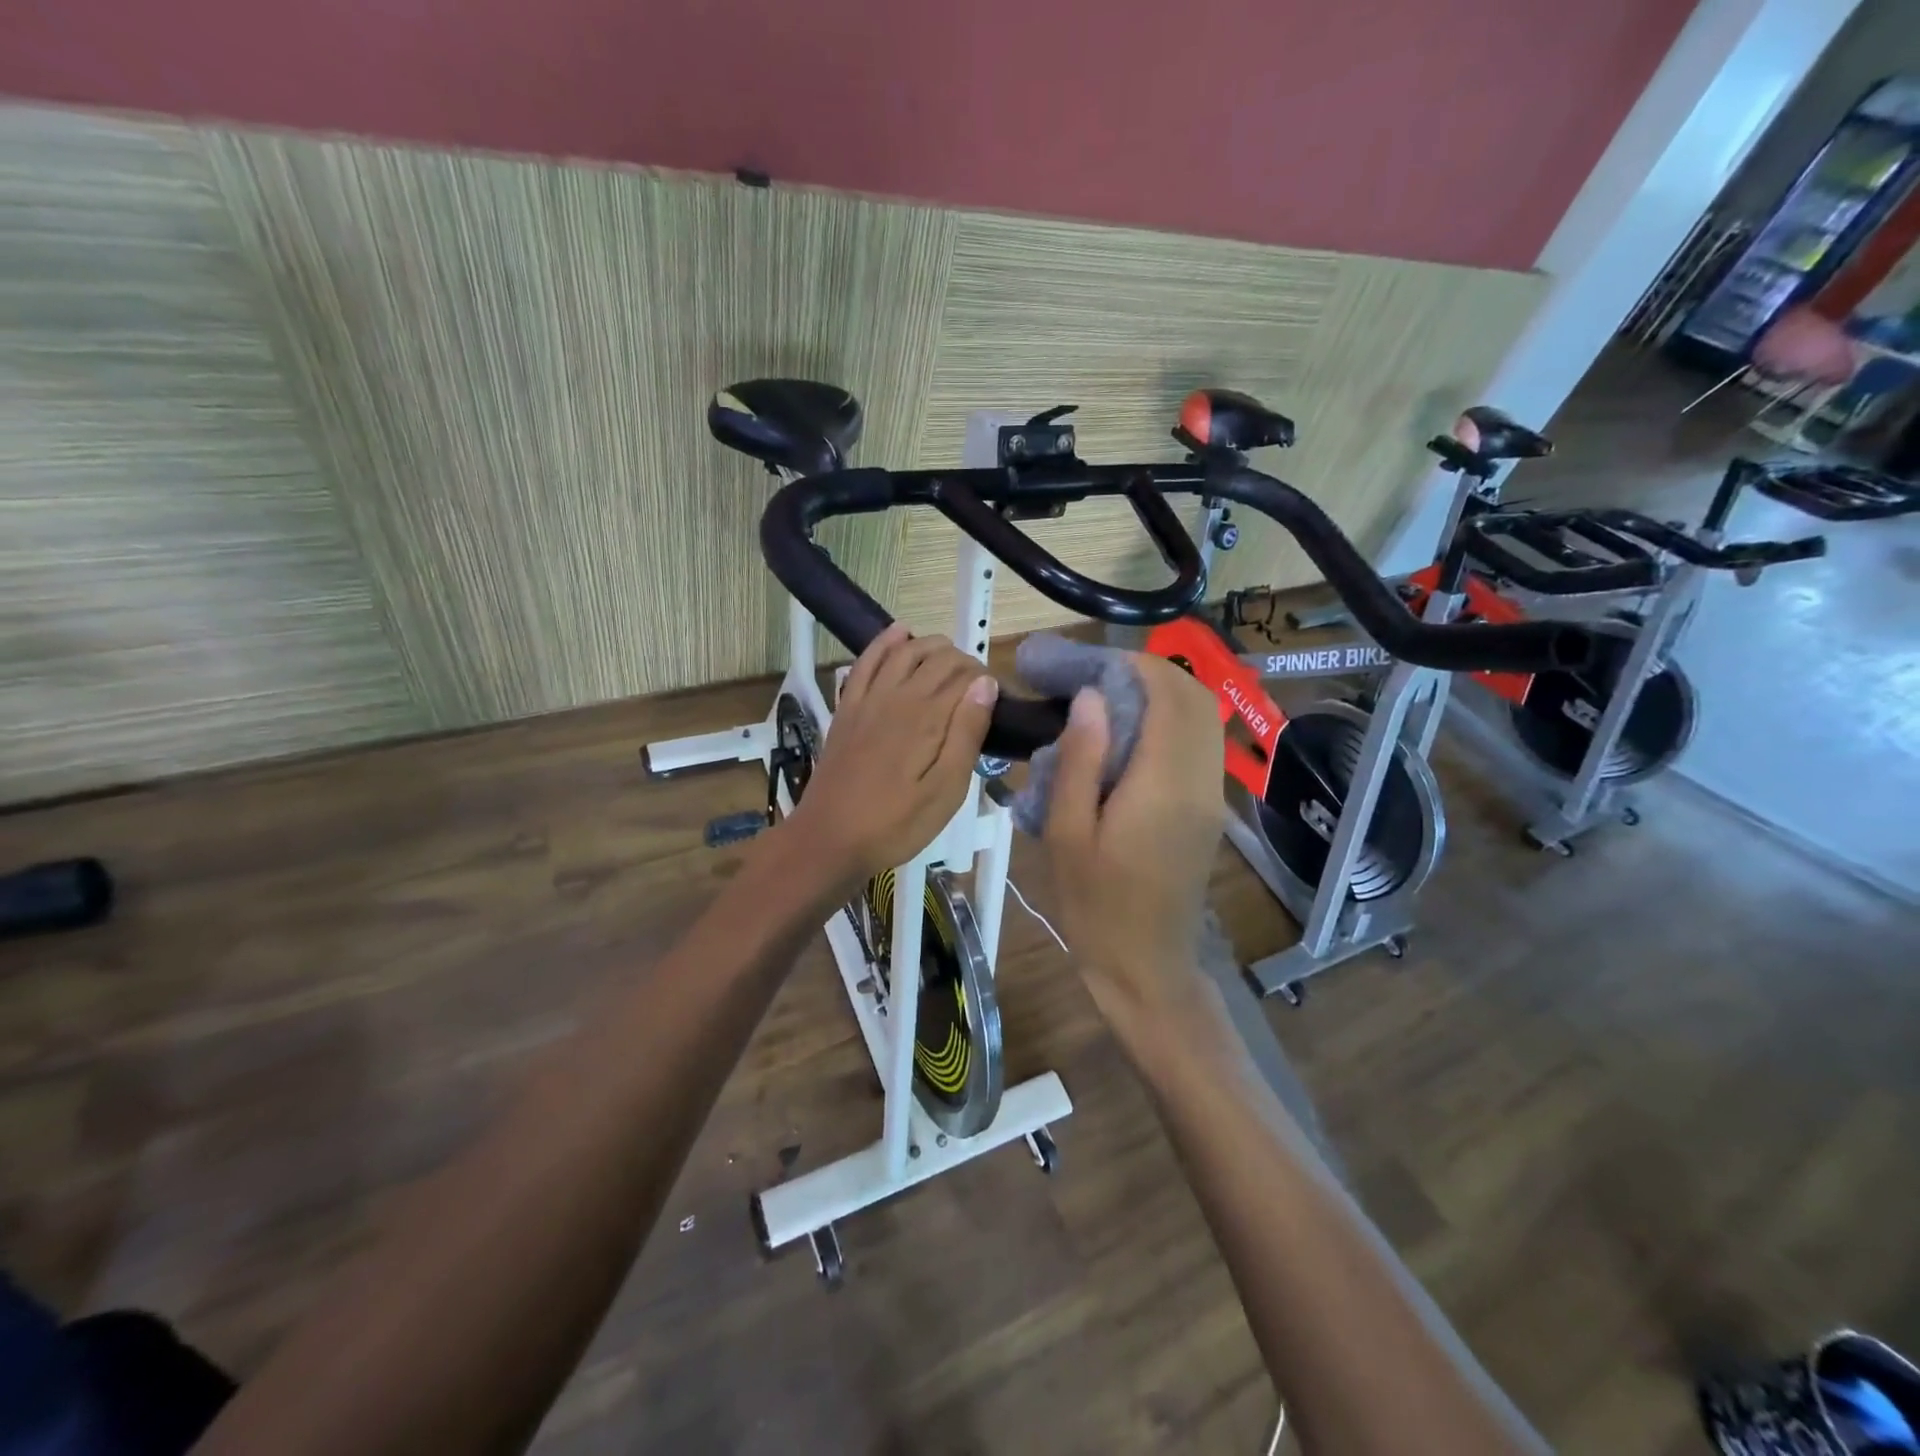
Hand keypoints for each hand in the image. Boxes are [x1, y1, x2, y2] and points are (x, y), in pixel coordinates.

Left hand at [783, 624, 998, 890]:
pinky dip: (884, 643)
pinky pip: (866, 662)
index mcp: (927, 716)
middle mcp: (897, 695)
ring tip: (951, 658)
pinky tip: (899, 633)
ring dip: (931, 646)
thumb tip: (986, 684)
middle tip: (978, 690)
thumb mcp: (946, 791)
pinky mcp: (847, 708)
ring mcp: (867, 698)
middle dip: (964, 663)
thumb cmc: (896, 823)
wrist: (829, 839)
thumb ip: (966, 734)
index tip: (997, 700)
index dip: (985, 680)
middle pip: (937, 658)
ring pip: (904, 652)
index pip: (965, 676)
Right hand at [1042, 654, 1225, 1022]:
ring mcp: (1211, 795)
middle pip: (1194, 698)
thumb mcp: (1067, 834)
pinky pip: (1199, 744)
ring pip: (1203, 718)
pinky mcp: (1208, 809)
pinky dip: (1170, 722)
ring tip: (1108, 701)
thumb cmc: (1095, 906)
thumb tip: (1092, 698)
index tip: (1088, 663)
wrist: (1146, 965)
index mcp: (1163, 784)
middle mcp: (1199, 780)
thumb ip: (1081, 760)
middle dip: (1148, 673)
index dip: (1131, 666)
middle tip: (1095, 677)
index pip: (1166, 695)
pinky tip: (1128, 737)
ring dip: (1162, 695)